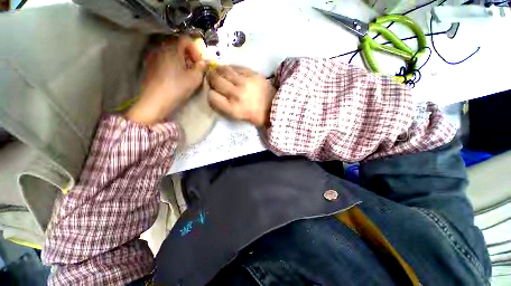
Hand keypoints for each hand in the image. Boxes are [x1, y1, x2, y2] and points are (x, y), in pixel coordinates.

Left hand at [125, 36, 206, 124]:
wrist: (156, 100)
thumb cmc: (177, 87)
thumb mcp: (195, 78)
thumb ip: (201, 68)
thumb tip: (204, 63)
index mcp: (172, 48)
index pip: (185, 39)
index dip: (195, 50)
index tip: (199, 63)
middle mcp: (161, 48)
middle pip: (178, 45)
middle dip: (189, 56)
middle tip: (194, 69)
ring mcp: (154, 57)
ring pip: (171, 53)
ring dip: (181, 61)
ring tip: (186, 74)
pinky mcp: (150, 65)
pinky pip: (164, 59)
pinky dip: (173, 65)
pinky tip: (176, 77)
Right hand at [207, 65, 275, 126]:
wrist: (275, 107)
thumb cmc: (256, 116)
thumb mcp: (238, 116)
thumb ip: (224, 105)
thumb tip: (214, 91)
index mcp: (233, 109)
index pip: (212, 97)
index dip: (210, 93)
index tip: (213, 92)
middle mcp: (237, 95)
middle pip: (216, 81)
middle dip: (211, 78)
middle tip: (212, 77)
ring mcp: (245, 83)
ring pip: (224, 70)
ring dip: (218, 70)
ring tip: (219, 71)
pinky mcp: (253, 74)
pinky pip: (236, 67)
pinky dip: (230, 68)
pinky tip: (230, 71)